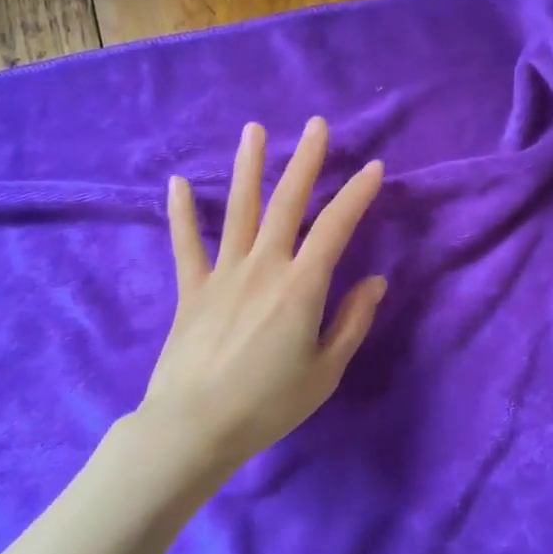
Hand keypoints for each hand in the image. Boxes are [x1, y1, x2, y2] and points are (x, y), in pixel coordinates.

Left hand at [136, 117, 386, 477]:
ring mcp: (223, 273)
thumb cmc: (269, 404)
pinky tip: (176, 182)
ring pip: (239, 210)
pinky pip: (186, 245)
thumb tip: (375, 281)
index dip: (357, 194)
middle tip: (317, 125)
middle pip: (287, 203)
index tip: (373, 167)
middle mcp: (263, 266)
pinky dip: (181, 214)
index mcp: (301, 285)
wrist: (195, 428)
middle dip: (305, 161)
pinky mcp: (192, 289)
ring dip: (248, 168)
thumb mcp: (326, 371)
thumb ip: (352, 321)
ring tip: (254, 130)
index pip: (336, 227)